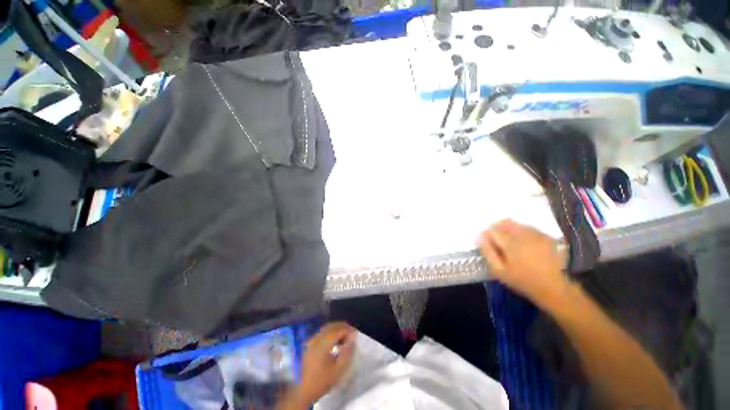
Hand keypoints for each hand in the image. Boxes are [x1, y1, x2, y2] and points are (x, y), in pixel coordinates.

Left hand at [279, 322, 355, 408]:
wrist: (302, 391)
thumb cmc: (321, 381)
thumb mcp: (337, 370)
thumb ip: (347, 353)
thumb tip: (352, 339)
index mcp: (322, 344)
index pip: (337, 330)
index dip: (348, 330)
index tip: (356, 333)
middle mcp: (315, 338)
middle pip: (331, 326)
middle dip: (343, 327)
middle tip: (352, 332)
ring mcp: (311, 340)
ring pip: (326, 328)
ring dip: (336, 329)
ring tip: (345, 336)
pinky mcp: (309, 344)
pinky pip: (322, 333)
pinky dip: (330, 333)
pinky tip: (335, 341)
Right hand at [478, 219, 569, 305]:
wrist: (552, 287)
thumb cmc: (522, 280)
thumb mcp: (499, 270)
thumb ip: (488, 252)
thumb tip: (480, 237)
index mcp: (511, 244)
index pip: (493, 231)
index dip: (486, 234)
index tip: (486, 241)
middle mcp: (524, 236)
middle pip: (505, 223)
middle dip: (497, 227)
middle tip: (495, 237)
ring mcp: (537, 235)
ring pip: (517, 224)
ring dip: (508, 227)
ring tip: (507, 238)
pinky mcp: (546, 237)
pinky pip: (529, 227)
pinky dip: (521, 230)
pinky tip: (521, 239)